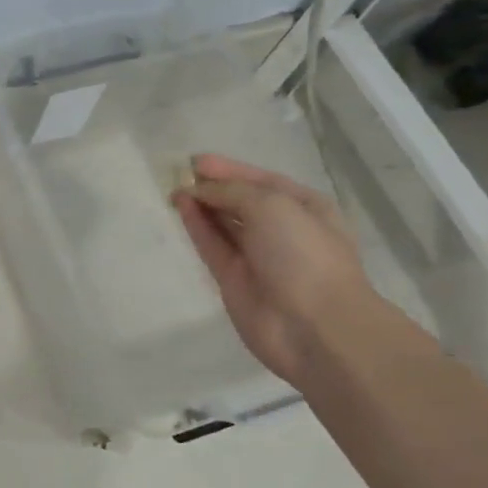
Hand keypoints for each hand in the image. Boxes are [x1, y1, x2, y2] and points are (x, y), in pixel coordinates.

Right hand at [173, 154, 373, 386]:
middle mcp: (282, 230)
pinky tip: (180, 208)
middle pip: (241, 202)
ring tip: (173, 189)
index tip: (196, 161)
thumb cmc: (304, 254)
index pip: (262, 181)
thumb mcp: (271, 206)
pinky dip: (197, 227)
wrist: (314, 326)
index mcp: (305, 208)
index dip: (230, 169)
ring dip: (201, 205)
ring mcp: (258, 256)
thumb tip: (199, 189)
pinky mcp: (234, 279)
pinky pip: (212, 246)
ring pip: (224, 224)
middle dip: (214, 187)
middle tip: (178, 173)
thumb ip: (232, 191)